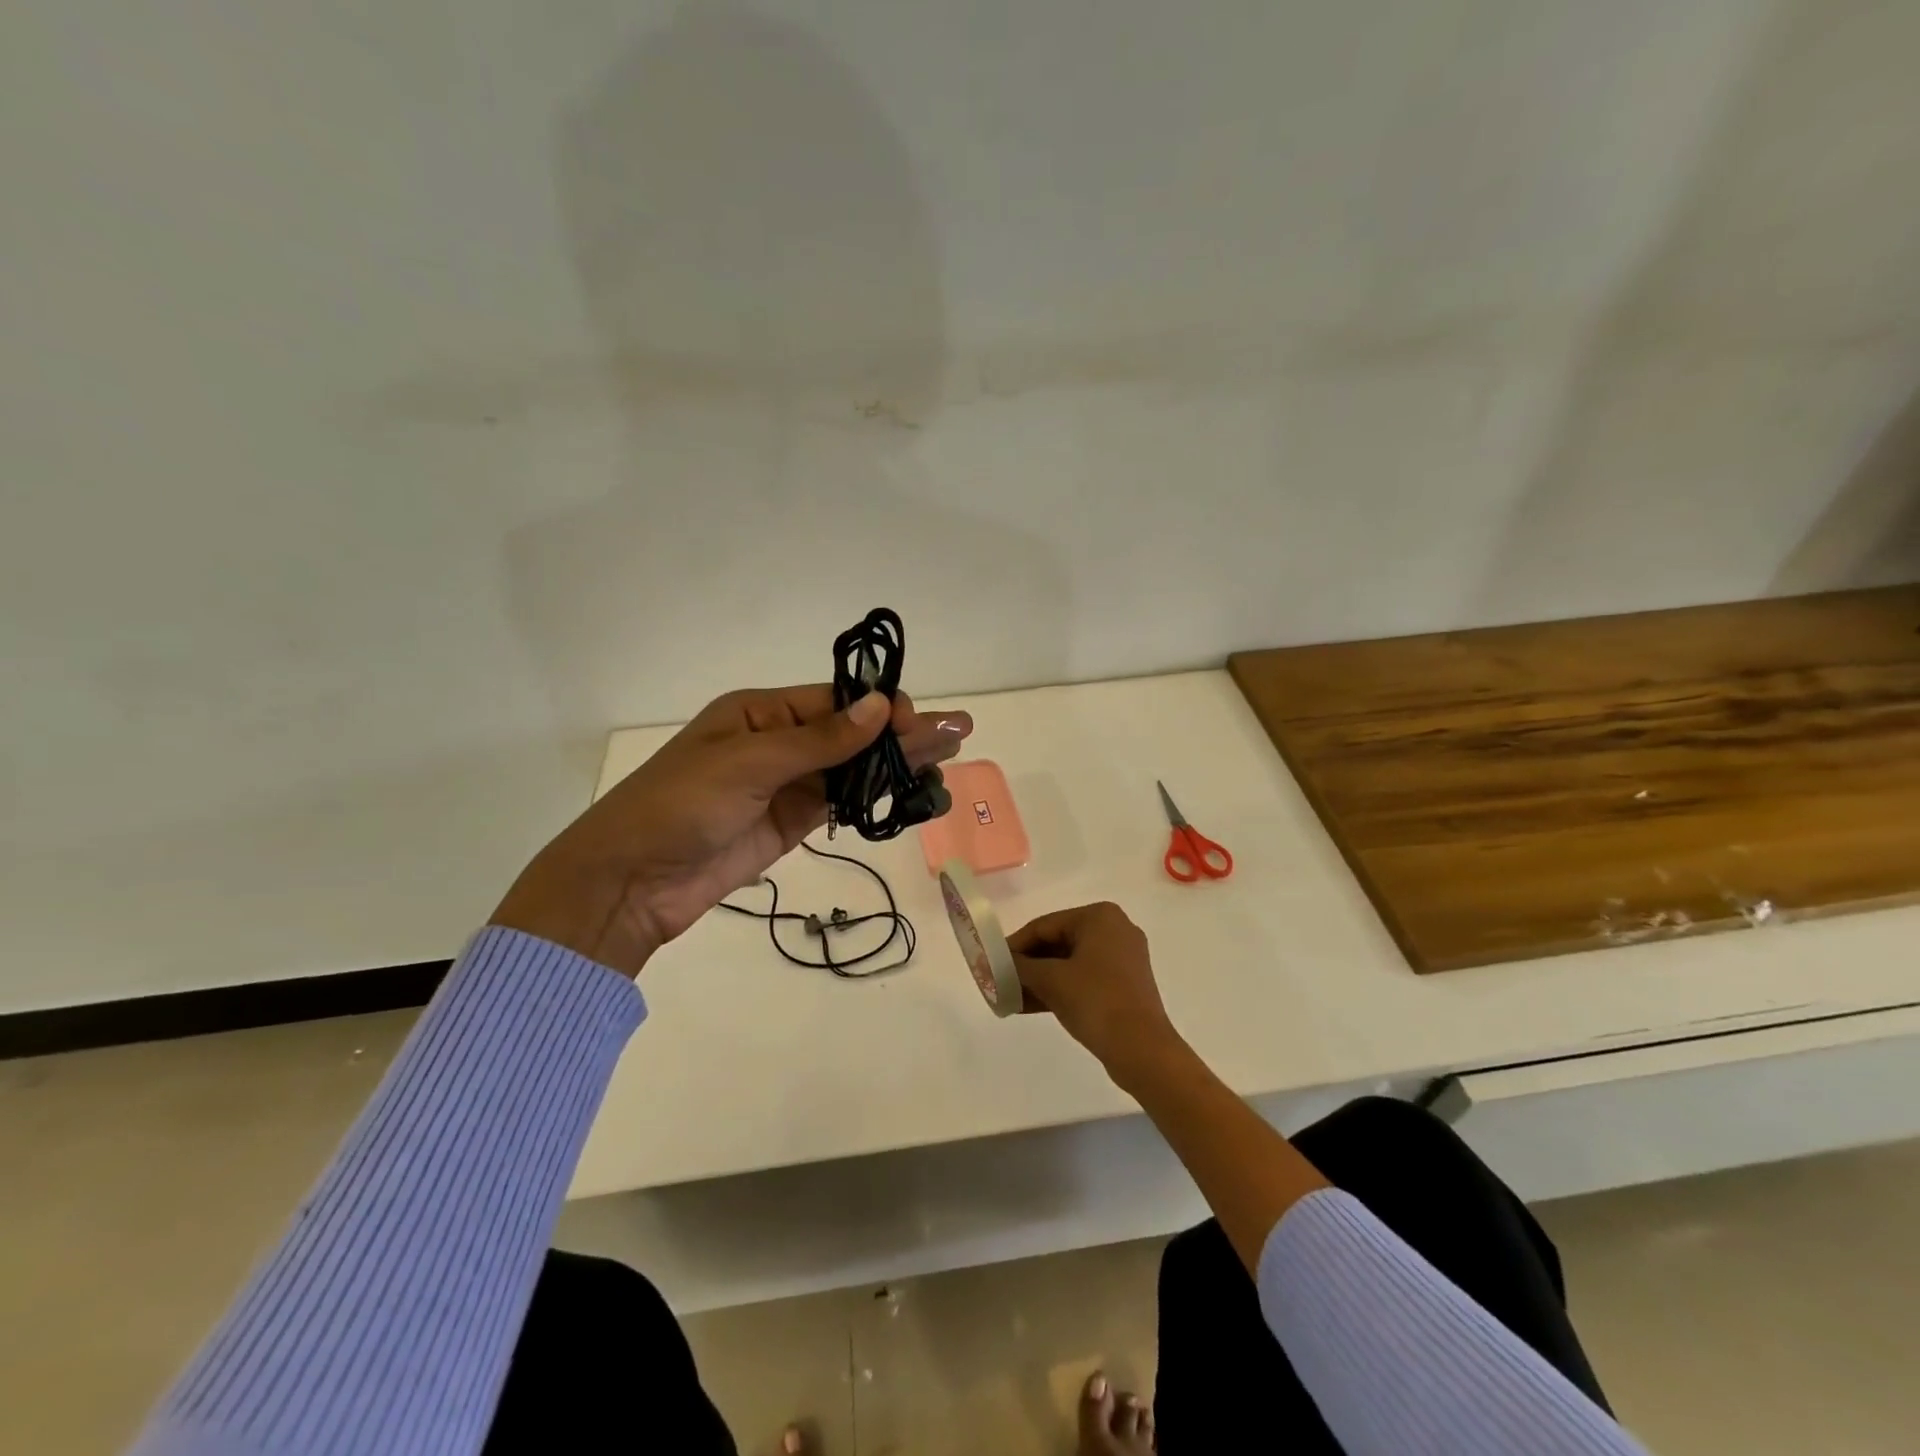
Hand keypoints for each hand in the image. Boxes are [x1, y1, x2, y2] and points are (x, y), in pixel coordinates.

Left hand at [490, 686, 971, 976]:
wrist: (631, 882)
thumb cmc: (681, 805)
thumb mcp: (749, 762)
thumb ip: (820, 740)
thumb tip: (881, 706)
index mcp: (760, 712)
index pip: (835, 702)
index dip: (880, 709)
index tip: (920, 722)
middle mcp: (778, 742)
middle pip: (852, 734)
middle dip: (903, 734)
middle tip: (959, 732)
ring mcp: (786, 786)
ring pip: (852, 769)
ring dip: (897, 765)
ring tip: (948, 761)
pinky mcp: (790, 825)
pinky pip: (840, 804)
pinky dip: (874, 798)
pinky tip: (910, 793)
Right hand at [1008, 902, 1184, 1082]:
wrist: (1142, 1049)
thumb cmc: (1095, 1001)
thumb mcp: (1050, 980)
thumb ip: (1020, 966)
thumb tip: (998, 964)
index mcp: (1099, 917)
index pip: (1045, 925)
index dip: (1014, 945)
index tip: (991, 963)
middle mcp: (1114, 929)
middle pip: (1057, 942)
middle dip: (1027, 964)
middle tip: (1000, 981)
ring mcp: (1122, 958)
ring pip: (1069, 963)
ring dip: (1039, 980)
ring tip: (1010, 998)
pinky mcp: (1125, 984)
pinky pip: (1083, 979)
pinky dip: (1059, 989)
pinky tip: (1029, 1006)